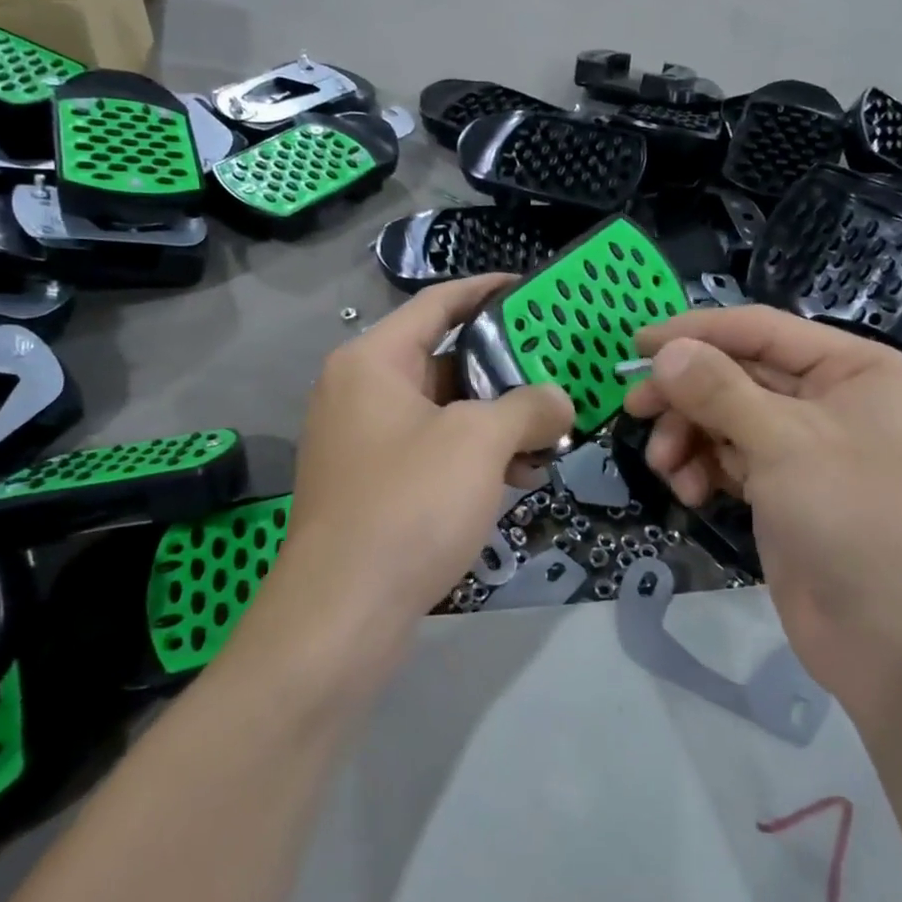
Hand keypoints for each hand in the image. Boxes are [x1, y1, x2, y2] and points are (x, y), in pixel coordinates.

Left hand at [264, 276, 573, 677]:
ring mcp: (365, 444)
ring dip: (498, 421)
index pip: (437, 304)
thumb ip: (528, 407)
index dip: (487, 290)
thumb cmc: (409, 504)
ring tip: (552, 434)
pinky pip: (434, 453)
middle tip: (559, 371)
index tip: (533, 288)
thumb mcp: (479, 442)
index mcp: (372, 362)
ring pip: (445, 413)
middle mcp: (361, 393)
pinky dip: (475, 457)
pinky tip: (521, 475)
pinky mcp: (375, 488)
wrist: (343, 613)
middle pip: (445, 360)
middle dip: (506, 370)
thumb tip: (557, 401)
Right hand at [624, 308, 901, 719]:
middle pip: (738, 376)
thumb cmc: (855, 521)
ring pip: (728, 421)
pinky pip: (731, 461)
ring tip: (666, 469)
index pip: (760, 330)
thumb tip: (664, 351)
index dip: (696, 332)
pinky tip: (691, 496)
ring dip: (690, 439)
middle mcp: (831, 400)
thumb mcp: (785, 443)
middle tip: (634, 411)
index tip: (636, 345)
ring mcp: (807, 449)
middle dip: (687, 396)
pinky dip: (704, 471)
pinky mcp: (785, 492)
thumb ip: (718, 391)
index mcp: (853, 368)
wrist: (897, 644)